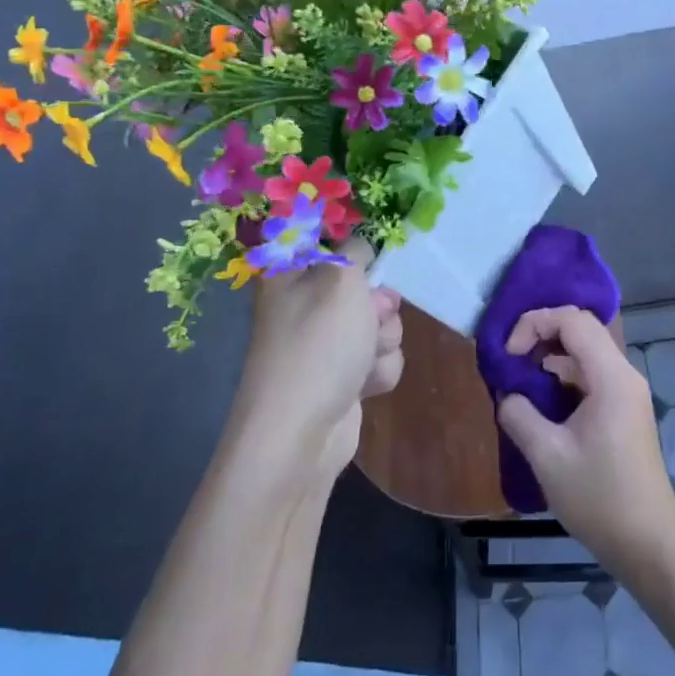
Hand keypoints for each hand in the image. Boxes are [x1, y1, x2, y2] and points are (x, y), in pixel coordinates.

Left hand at [234, 243, 402, 487]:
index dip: (356, 248)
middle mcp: (304, 306)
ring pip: (378, 323)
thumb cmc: (318, 344)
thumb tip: (358, 247)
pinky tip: (365, 385)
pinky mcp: (342, 378)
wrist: (301, 433)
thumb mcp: (341, 279)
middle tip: (372, 316)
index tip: (374, 256)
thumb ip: (356, 251)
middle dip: (379, 303)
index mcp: (291, 274)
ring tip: (365, 358)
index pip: (328, 242)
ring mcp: (324, 345)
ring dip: (383, 340)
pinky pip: (378, 359)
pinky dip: (378, 370)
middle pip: (363, 286)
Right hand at [495, 307, 674, 577]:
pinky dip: (563, 377)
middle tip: (510, 360)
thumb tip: (507, 394)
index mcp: (611, 377)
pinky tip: (540, 402)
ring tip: (519, 381)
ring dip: (550, 357)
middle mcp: (624, 375)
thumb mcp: (547, 456)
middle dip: (541, 334)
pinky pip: (590, 376)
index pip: (573, 321)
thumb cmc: (599, 497)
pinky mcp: (624, 410)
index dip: (535, 324)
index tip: (509, 355)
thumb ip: (519, 415)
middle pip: (581, 330)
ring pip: (585, 353)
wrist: (647, 541)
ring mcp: (627, 392)